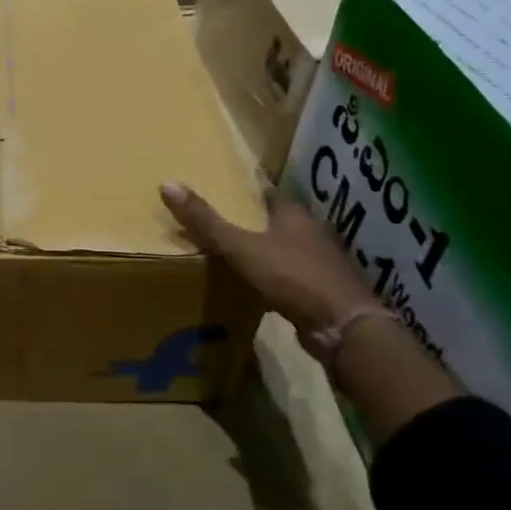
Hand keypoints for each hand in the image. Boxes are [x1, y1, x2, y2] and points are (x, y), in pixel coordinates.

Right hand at [159, 181, 377, 338]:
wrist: (343, 326)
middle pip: (277, 219)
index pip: (268, 192)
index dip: (247, 189)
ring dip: (264, 248)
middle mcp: (310, 233)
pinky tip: (255, 285)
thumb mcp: (241, 247)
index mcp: (293, 215)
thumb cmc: (292, 277)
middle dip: (253, 219)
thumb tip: (167, 183)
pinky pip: (290, 276)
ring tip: (232, 251)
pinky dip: (273, 277)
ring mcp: (320, 263)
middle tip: (221, 219)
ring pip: (285, 248)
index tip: (225, 185)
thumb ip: (206, 221)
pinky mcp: (321, 291)